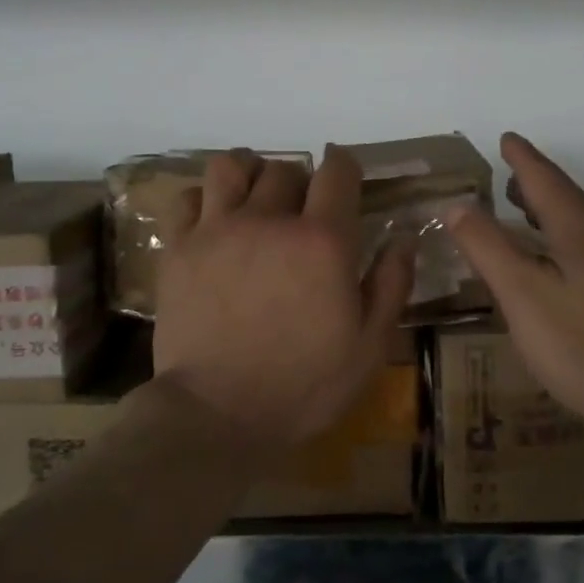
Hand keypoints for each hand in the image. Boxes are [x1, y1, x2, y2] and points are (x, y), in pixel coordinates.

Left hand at [154, 147, 414, 451]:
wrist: (217, 416)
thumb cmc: (304, 386)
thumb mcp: (369, 346)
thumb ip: (391, 284)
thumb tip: (403, 238)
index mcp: (323, 241)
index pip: (337, 172)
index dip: (344, 167)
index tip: (345, 178)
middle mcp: (270, 220)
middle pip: (285, 170)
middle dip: (300, 183)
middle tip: (302, 213)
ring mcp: (218, 230)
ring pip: (232, 167)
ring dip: (249, 174)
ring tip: (254, 199)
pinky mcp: (180, 248)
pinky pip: (188, 197)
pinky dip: (204, 199)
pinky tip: (214, 221)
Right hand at [445, 133, 583, 450]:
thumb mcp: (523, 296)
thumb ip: (488, 248)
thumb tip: (456, 205)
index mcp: (580, 227)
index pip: (544, 178)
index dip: (521, 158)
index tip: (506, 137)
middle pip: (568, 197)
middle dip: (536, 183)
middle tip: (508, 176)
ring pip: (583, 222)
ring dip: (552, 211)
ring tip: (526, 212)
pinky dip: (567, 237)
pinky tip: (559, 262)